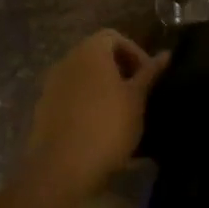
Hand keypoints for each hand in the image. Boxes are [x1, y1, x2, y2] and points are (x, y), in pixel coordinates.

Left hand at [23, 30, 169, 200]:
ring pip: (83, 77)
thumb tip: (165, 54)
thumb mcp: (136, 99)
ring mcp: (51, 85)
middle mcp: (67, 61)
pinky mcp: (43, 110)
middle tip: (137, 94)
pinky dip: (86, 104)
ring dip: (102, 88)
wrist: (61, 170)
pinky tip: (98, 129)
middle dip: (119, 70)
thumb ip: (149, 73)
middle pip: (97, 55)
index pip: (114, 37)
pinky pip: (70, 97)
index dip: (135, 53)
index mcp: (90, 51)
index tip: (147, 77)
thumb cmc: (107, 126)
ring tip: (120, 113)